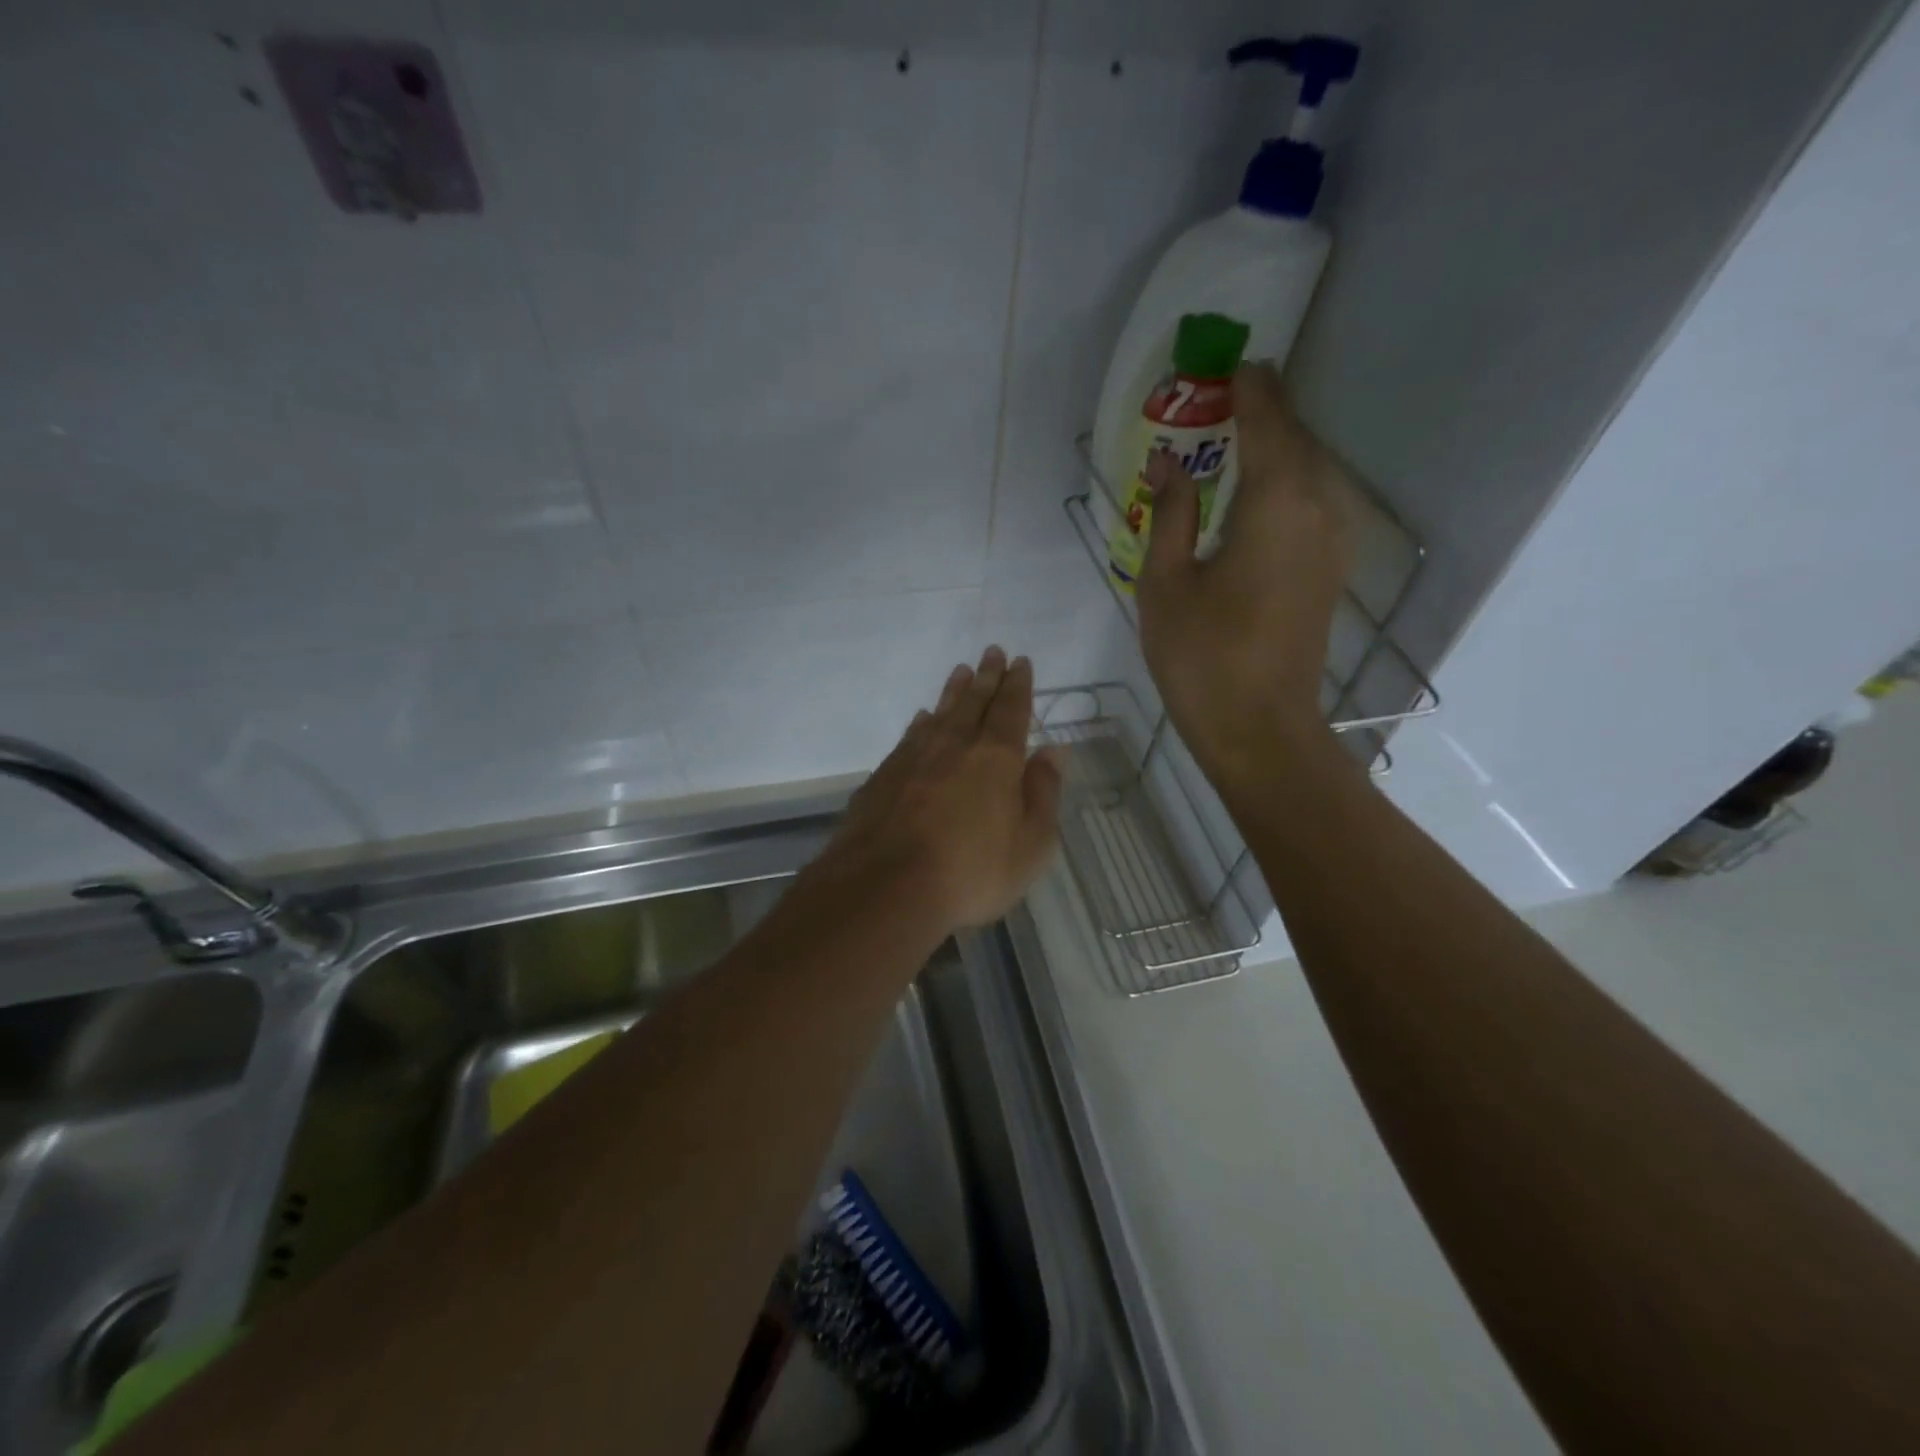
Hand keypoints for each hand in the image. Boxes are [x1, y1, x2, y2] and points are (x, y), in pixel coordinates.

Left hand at [818, 647, 1062, 935]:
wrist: (886, 887)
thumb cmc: (972, 871)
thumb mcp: (1030, 844)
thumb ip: (1043, 792)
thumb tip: (1054, 750)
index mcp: (996, 757)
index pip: (1011, 710)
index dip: (1018, 685)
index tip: (1020, 661)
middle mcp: (955, 745)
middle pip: (974, 702)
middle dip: (987, 676)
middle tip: (992, 651)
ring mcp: (914, 758)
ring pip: (940, 713)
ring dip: (953, 692)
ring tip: (961, 672)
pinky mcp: (884, 776)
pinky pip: (910, 737)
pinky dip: (921, 723)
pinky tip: (922, 720)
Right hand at [1137, 364, 1351, 785]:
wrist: (1259, 729)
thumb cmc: (1203, 657)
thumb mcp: (1166, 583)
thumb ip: (1169, 514)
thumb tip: (1165, 466)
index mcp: (1275, 504)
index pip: (1268, 424)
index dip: (1251, 391)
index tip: (1231, 366)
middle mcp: (1317, 512)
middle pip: (1296, 443)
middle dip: (1265, 414)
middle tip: (1224, 398)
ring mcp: (1330, 544)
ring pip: (1309, 475)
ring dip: (1277, 450)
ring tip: (1236, 440)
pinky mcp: (1328, 573)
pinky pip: (1310, 506)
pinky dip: (1285, 485)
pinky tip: (1254, 497)